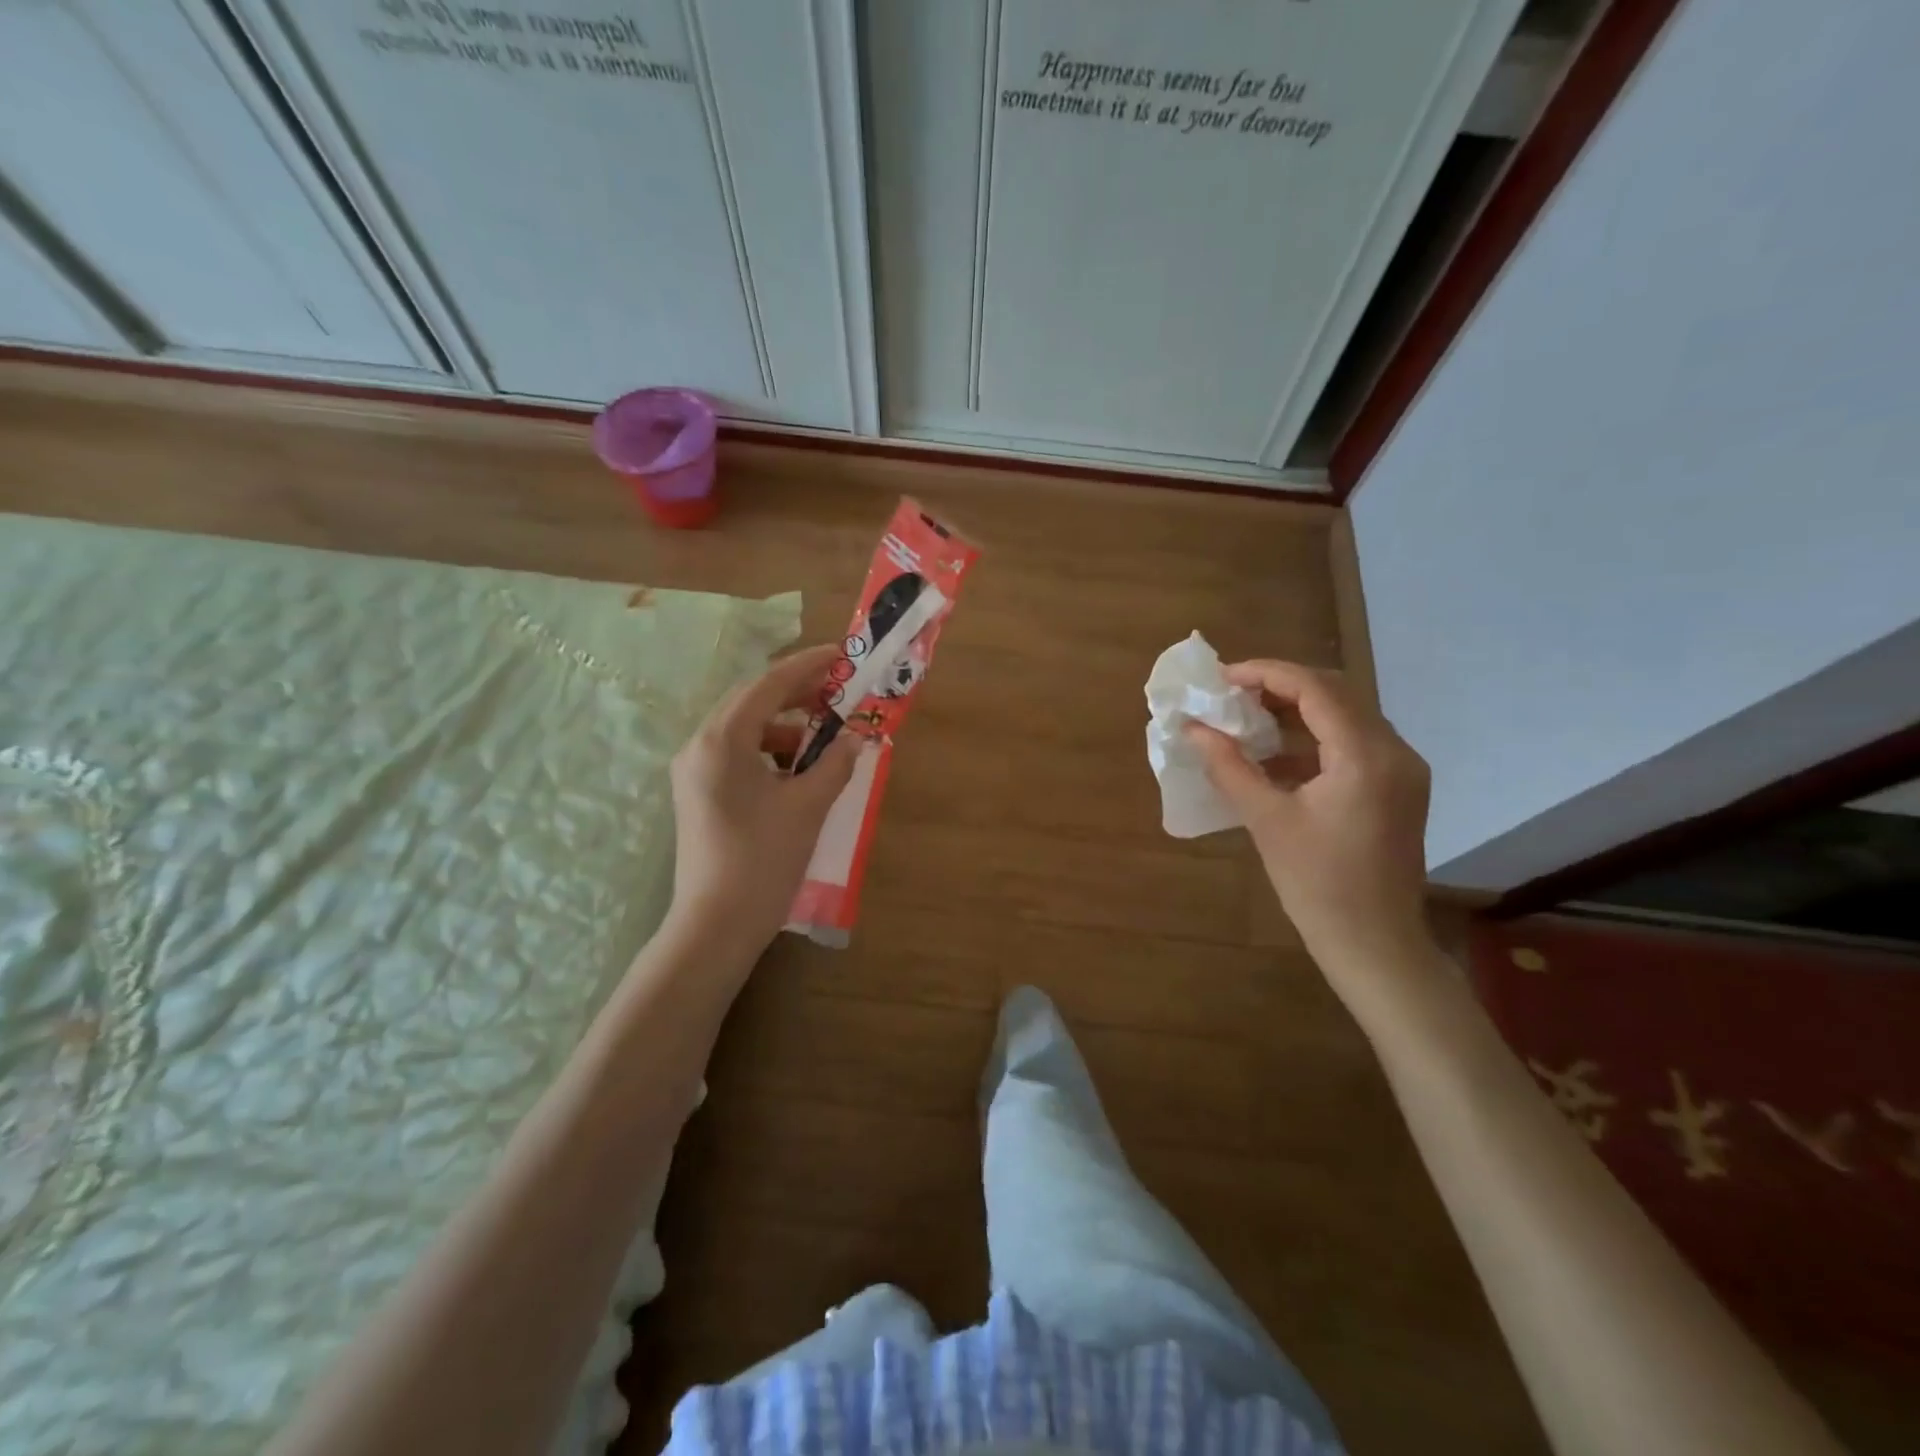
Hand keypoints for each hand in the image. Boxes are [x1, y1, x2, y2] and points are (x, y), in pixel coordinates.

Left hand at [667, 644, 862, 953]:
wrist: (716, 926)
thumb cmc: (763, 861)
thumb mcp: (808, 807)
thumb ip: (835, 764)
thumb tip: (855, 738)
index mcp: (721, 741)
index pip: (768, 686)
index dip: (808, 666)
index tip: (840, 654)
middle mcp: (699, 746)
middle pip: (752, 702)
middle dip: (797, 694)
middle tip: (838, 692)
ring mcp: (693, 771)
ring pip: (744, 729)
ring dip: (785, 726)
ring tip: (824, 738)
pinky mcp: (698, 793)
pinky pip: (737, 754)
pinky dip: (770, 752)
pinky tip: (798, 770)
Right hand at [1187, 660, 1430, 970]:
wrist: (1374, 943)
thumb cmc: (1317, 884)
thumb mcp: (1266, 820)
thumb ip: (1228, 766)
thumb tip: (1193, 729)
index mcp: (1366, 756)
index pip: (1315, 688)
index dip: (1265, 673)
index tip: (1222, 679)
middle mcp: (1395, 751)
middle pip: (1336, 693)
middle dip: (1280, 686)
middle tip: (1232, 695)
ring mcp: (1402, 770)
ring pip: (1347, 715)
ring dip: (1297, 710)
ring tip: (1248, 718)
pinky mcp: (1398, 788)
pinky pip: (1354, 742)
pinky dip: (1314, 737)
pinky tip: (1276, 755)